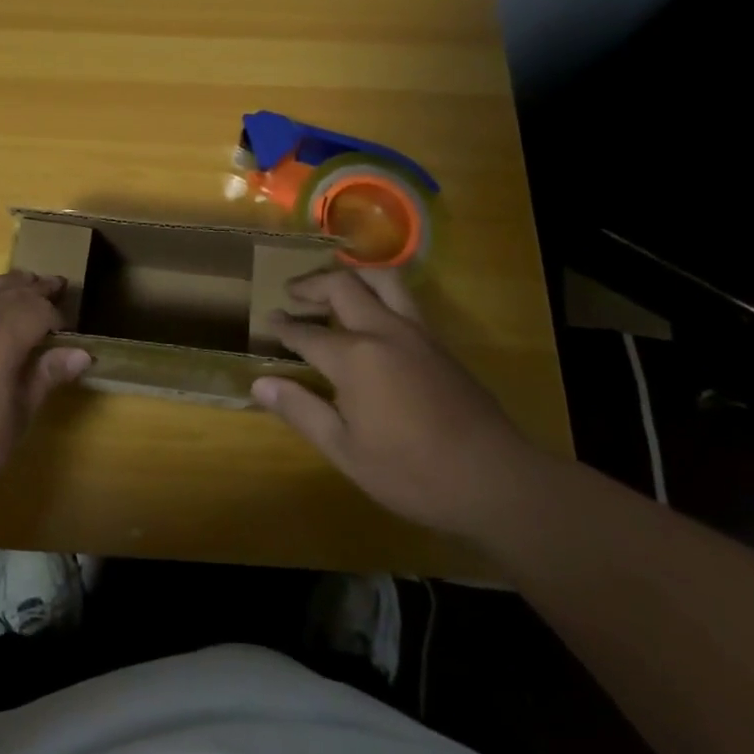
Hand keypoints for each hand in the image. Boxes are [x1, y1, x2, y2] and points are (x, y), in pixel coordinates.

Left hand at [0, 271, 91, 536]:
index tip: (68, 331)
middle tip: (55, 285)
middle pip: (6, 291)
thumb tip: (80, 353)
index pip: (35, 309)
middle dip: (33, 288)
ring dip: (1, 284)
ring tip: (18, 284)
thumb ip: (44, 379)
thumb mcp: (14, 423)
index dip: (56, 316)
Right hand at [251, 268, 545, 537]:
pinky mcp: (439, 342)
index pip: (307, 333)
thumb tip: (260, 384)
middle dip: (312, 284)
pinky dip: (379, 292)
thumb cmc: (412, 472)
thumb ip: (302, 411)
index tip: (269, 319)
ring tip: (335, 286)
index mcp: (354, 358)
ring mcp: (416, 332)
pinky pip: (404, 298)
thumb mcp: (346, 451)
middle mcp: (383, 331)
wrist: (493, 478)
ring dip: (351, 275)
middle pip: (342, 286)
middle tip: (293, 292)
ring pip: (381, 279)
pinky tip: (373, 315)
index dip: (284, 326)